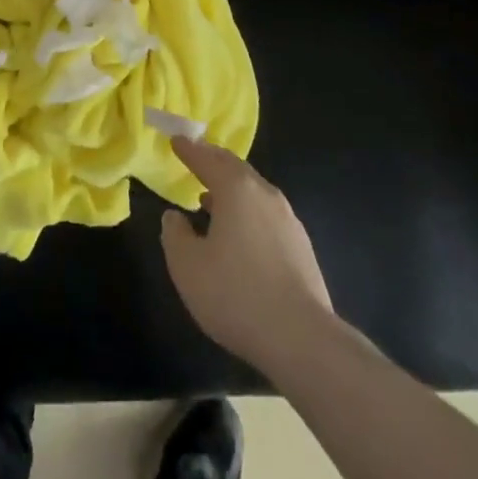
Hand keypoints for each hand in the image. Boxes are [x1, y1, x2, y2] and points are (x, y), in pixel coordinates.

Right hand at [161, 136, 335, 372]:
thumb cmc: (236, 295)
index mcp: (236, 189)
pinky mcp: (301, 246)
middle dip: (213, 161)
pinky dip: (248, 211)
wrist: (302, 338)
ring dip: (231, 188)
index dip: (189, 149)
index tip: (176, 140)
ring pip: (253, 191)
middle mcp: (265, 194)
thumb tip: (175, 217)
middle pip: (235, 168)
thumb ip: (175, 235)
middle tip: (195, 158)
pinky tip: (240, 233)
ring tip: (211, 198)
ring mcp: (288, 219)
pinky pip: (266, 214)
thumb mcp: (187, 266)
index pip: (207, 159)